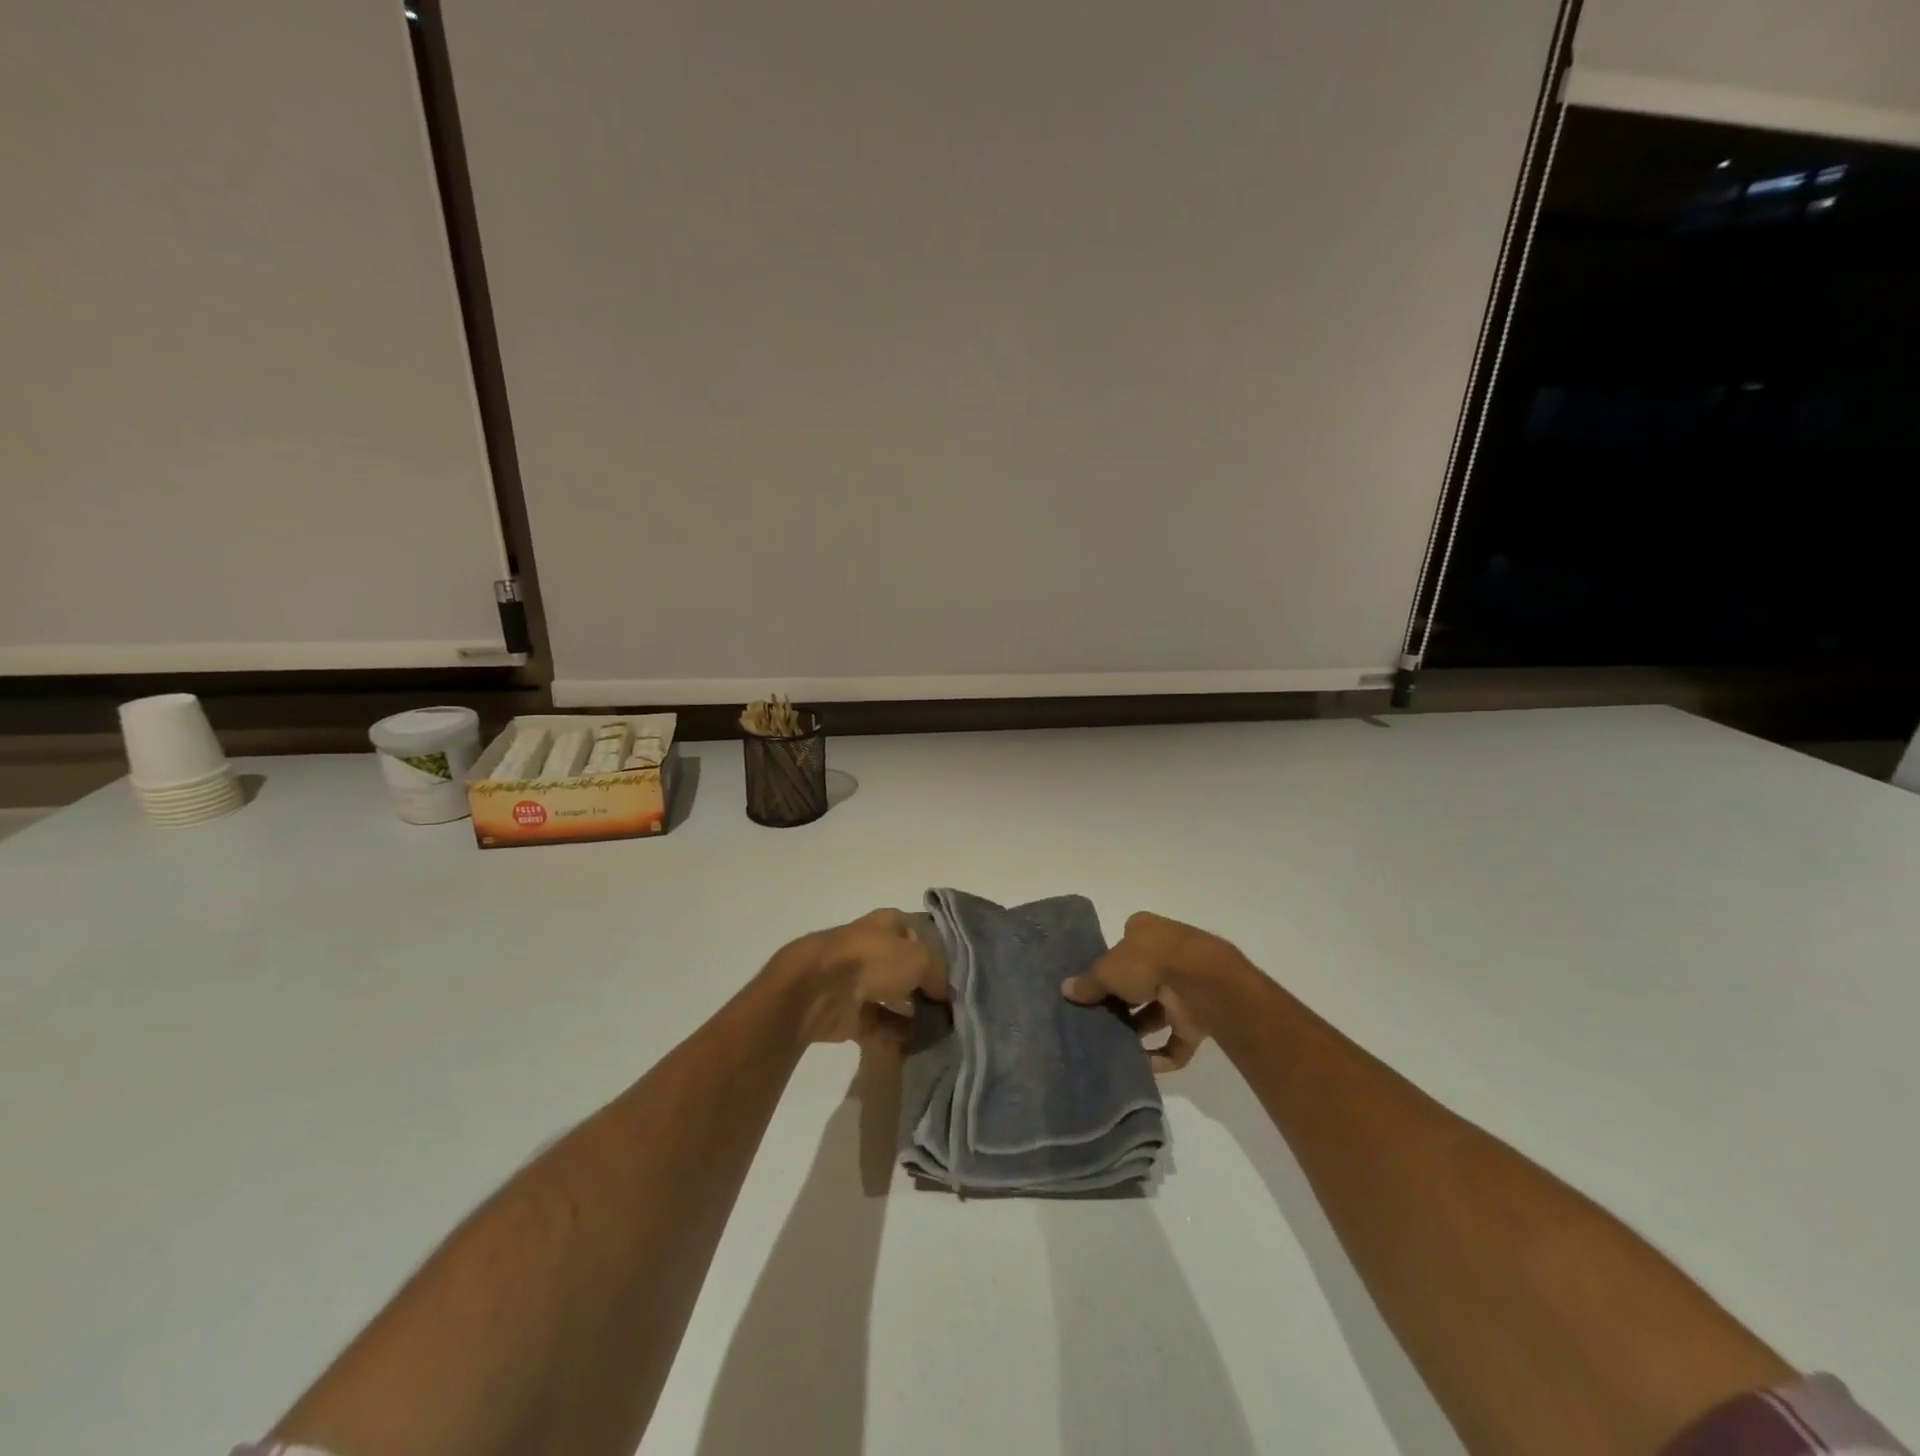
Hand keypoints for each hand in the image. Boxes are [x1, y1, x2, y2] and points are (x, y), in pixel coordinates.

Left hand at [785, 909, 948, 1045]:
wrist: (820, 988)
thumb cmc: (873, 959)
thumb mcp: (919, 958)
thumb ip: (937, 974)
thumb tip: (943, 995)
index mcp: (886, 924)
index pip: (916, 933)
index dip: (935, 951)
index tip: (954, 976)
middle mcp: (871, 949)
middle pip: (904, 967)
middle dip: (924, 986)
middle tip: (949, 1008)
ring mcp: (857, 981)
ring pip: (891, 997)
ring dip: (912, 1013)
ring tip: (939, 1030)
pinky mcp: (847, 1014)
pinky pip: (879, 1024)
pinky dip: (896, 1035)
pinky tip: (918, 1045)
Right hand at [1061, 912, 1242, 1071]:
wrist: (1201, 982)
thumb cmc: (1148, 961)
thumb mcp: (1107, 970)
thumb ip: (1089, 983)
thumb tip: (1066, 989)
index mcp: (1147, 931)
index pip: (1125, 944)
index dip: (1109, 963)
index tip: (1092, 985)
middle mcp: (1168, 954)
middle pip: (1140, 979)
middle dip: (1122, 1001)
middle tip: (1097, 1018)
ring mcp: (1185, 986)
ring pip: (1158, 1011)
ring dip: (1138, 1029)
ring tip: (1112, 1045)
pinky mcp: (1199, 1017)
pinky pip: (1177, 1039)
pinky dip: (1161, 1054)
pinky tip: (1141, 1065)